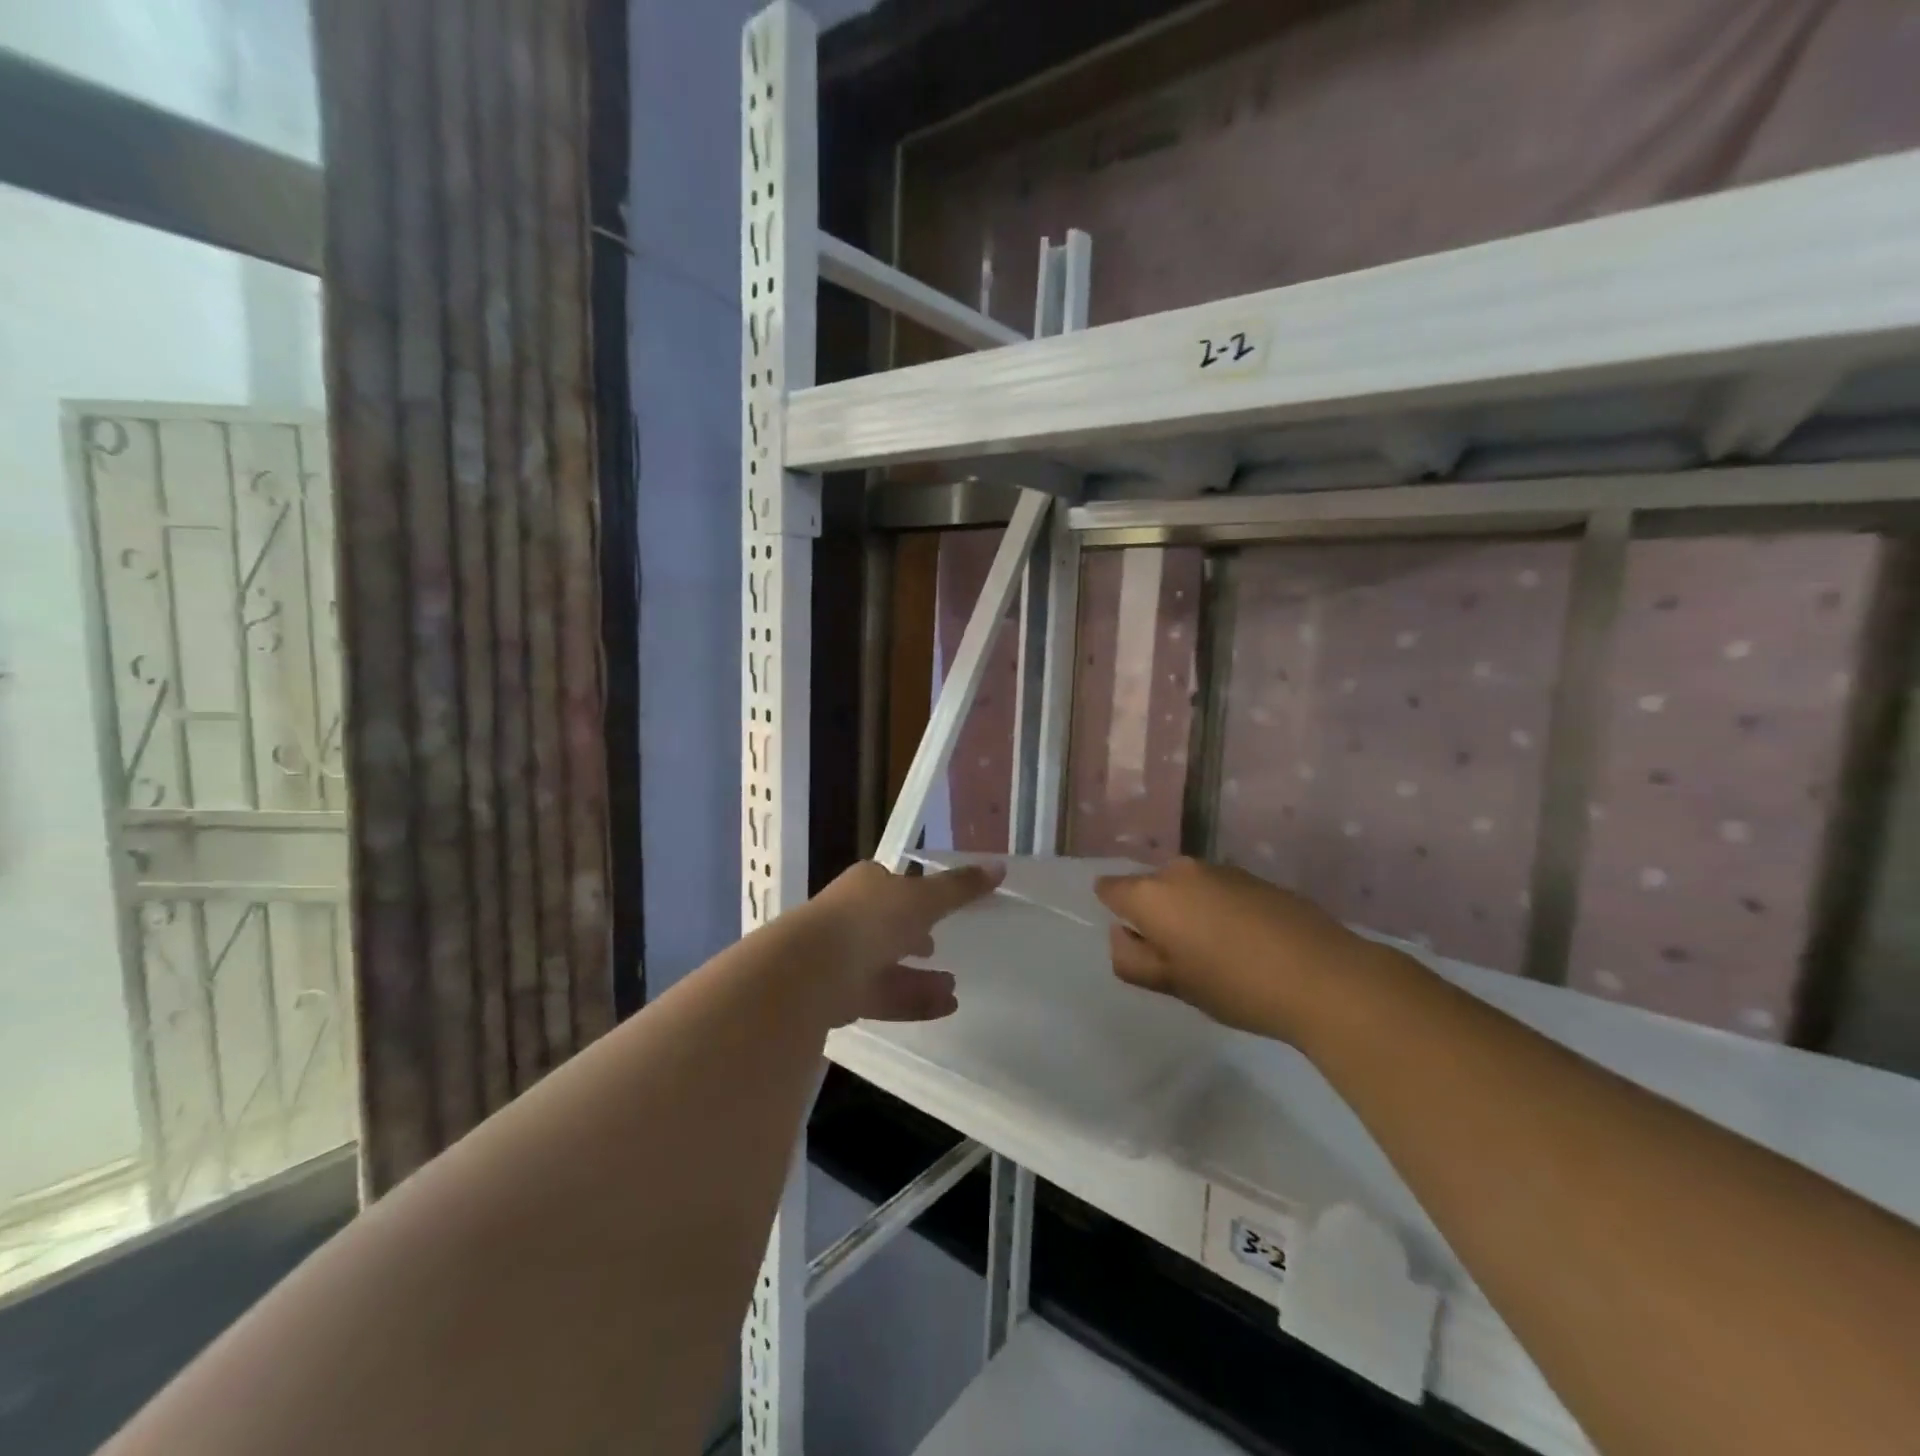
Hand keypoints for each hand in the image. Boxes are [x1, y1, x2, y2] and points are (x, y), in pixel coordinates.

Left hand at [793, 860, 1002, 1025]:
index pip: (891, 883)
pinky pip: (883, 996)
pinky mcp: (839, 996)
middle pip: (886, 926)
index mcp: (864, 885)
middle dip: (912, 936)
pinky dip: (913, 1000)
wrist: (810, 971)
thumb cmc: (870, 919)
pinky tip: (945, 1007)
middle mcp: (849, 917)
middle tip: (937, 947)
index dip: (914, 893)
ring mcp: (841, 958)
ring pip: (886, 965)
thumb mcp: (923, 898)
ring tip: (954, 985)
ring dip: (919, 975)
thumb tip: (999, 866)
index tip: (938, 906)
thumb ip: (960, 887)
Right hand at [1094, 857, 1383, 1041]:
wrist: (1325, 977)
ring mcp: (1222, 869)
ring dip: (1190, 911)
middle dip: (1156, 914)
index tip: (1139, 943)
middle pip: (1151, 887)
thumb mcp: (1172, 985)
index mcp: (1152, 894)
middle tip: (1180, 957)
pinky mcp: (1256, 877)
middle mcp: (1180, 870)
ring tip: (1218, 953)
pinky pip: (1220, 890)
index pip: (1109, 889)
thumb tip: (1123, 934)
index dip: (1116, 913)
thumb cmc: (1234, 986)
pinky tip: (1249, 943)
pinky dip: (1222, 909)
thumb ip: (1131, 959)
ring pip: (1188, 888)